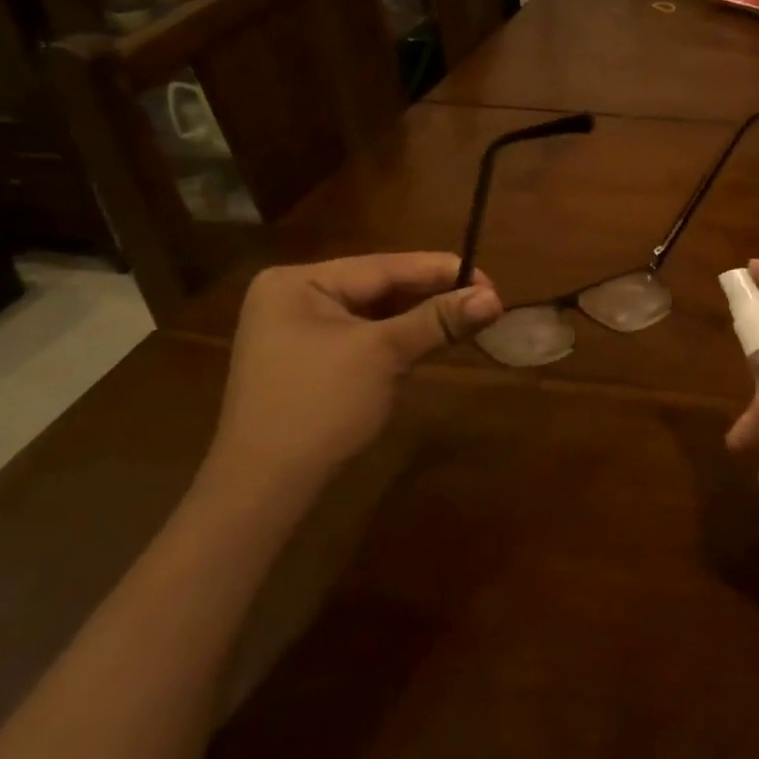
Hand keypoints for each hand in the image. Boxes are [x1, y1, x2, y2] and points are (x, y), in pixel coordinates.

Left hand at [210, 252, 501, 489]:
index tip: (491, 280)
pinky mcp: (310, 361)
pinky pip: (364, 336)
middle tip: (487, 301)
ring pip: (375, 313)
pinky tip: (432, 338)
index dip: (441, 271)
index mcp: (299, 282)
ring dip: (420, 317)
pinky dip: (399, 338)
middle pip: (380, 286)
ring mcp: (299, 331)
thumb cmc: (319, 407)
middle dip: (432, 295)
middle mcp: (294, 296)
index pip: (384, 266)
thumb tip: (495, 298)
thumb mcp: (384, 355)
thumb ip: (438, 320)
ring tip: (469, 317)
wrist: (263, 491)